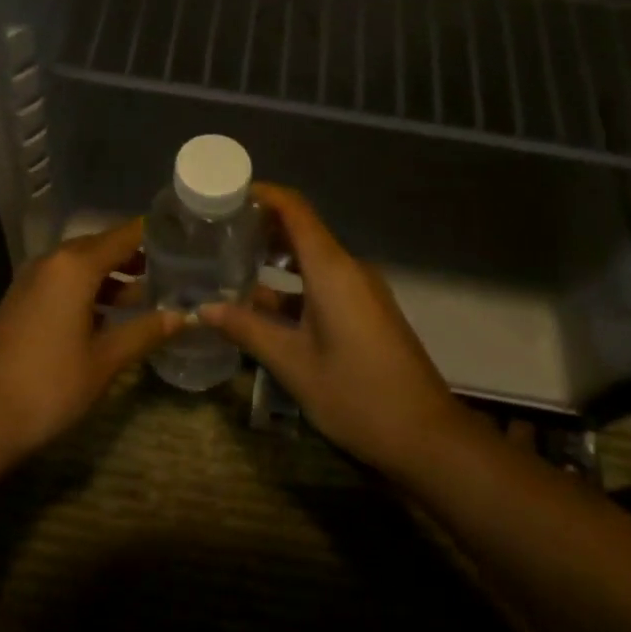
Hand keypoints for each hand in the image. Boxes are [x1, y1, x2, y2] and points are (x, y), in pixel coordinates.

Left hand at [0, 219, 182, 460]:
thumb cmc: (50, 383)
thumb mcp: (105, 360)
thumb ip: (144, 332)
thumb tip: (182, 316)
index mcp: (75, 265)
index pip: (124, 235)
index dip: (153, 234)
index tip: (183, 237)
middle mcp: (52, 261)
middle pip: (101, 246)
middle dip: (135, 256)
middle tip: (172, 267)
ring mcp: (32, 279)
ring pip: (81, 265)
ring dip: (112, 276)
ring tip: (147, 294)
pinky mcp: (22, 299)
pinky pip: (63, 281)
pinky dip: (89, 288)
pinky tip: (108, 315)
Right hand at [199, 184, 473, 476]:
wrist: (427, 437)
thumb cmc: (356, 394)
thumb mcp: (293, 364)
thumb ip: (247, 329)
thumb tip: (202, 308)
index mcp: (331, 269)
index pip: (295, 209)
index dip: (262, 194)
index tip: (226, 194)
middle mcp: (348, 268)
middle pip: (302, 229)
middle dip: (262, 225)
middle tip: (219, 231)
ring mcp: (361, 290)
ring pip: (312, 258)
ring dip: (276, 257)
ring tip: (232, 261)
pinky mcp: (366, 310)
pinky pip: (324, 281)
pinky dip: (293, 283)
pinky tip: (264, 302)